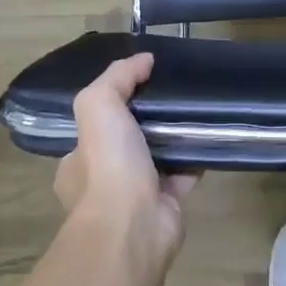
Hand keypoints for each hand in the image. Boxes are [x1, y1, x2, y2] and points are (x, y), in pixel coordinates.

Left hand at [55, 52, 196, 261]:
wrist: (133, 225)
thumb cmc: (107, 164)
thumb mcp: (98, 104)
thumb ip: (117, 77)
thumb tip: (144, 59)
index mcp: (77, 162)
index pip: (93, 128)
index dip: (114, 106)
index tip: (140, 85)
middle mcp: (102, 182)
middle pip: (128, 142)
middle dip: (147, 124)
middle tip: (172, 97)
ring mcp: (134, 198)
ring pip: (157, 159)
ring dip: (173, 139)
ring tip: (194, 112)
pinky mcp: (166, 207)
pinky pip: (183, 176)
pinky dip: (195, 159)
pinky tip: (209, 138)